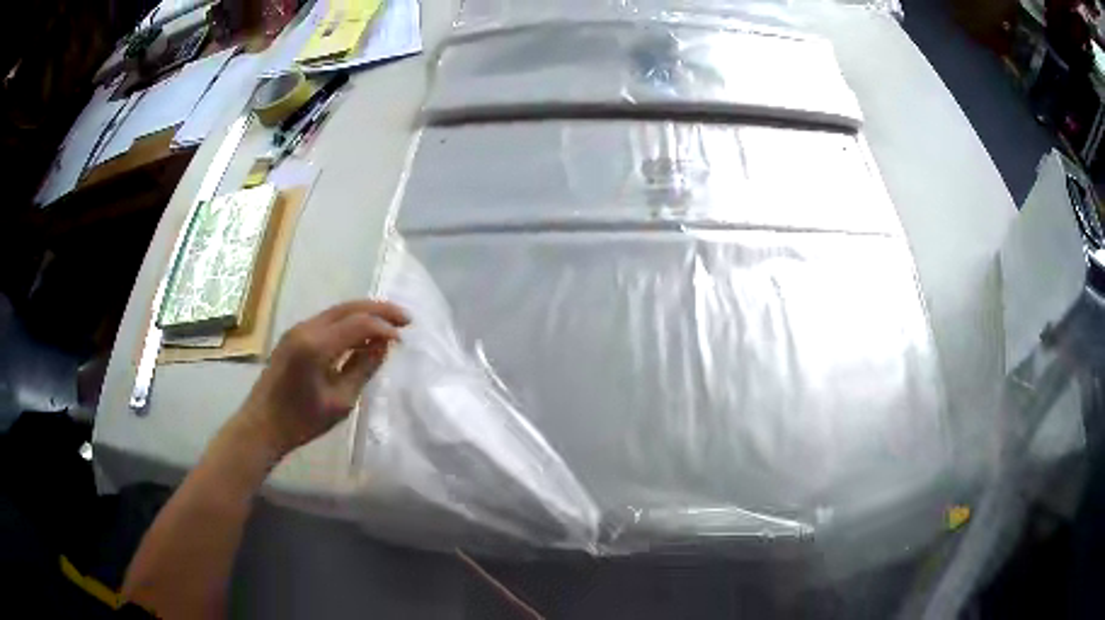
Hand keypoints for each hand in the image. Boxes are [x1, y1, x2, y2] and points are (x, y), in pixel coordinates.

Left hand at [234, 300, 409, 458]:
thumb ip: (363, 369)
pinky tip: (361, 334)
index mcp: (316, 345)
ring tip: (389, 323)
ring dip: (364, 313)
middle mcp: (306, 328)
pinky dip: (348, 322)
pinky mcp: (293, 336)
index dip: (384, 328)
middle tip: (406, 319)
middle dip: (379, 310)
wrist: (262, 425)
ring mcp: (297, 329)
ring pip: (337, 310)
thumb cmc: (301, 421)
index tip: (404, 340)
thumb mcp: (340, 401)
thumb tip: (383, 345)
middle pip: (348, 308)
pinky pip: (327, 320)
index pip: (358, 323)